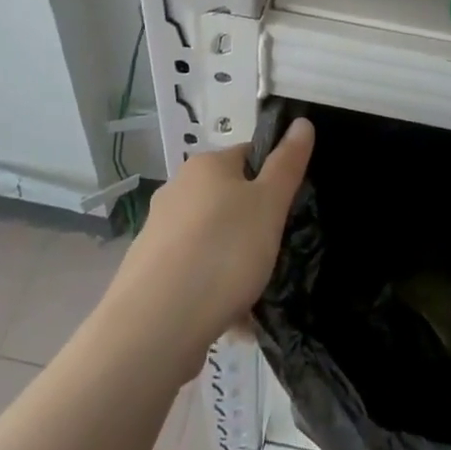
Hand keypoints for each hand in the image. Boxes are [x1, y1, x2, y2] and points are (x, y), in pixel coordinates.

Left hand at [109, 118, 314, 354]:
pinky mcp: (149, 273)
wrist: (155, 326)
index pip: (249, 156)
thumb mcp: (269, 204)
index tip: (289, 209)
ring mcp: (159, 233)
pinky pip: (194, 273)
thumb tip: (301, 123)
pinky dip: (214, 289)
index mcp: (205, 166)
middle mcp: (177, 190)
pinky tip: (232, 319)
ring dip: (235, 262)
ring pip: (213, 240)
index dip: (274, 178)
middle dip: (254, 225)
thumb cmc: (222, 252)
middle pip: (229, 199)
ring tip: (256, 294)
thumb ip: (287, 163)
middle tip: (277, 253)